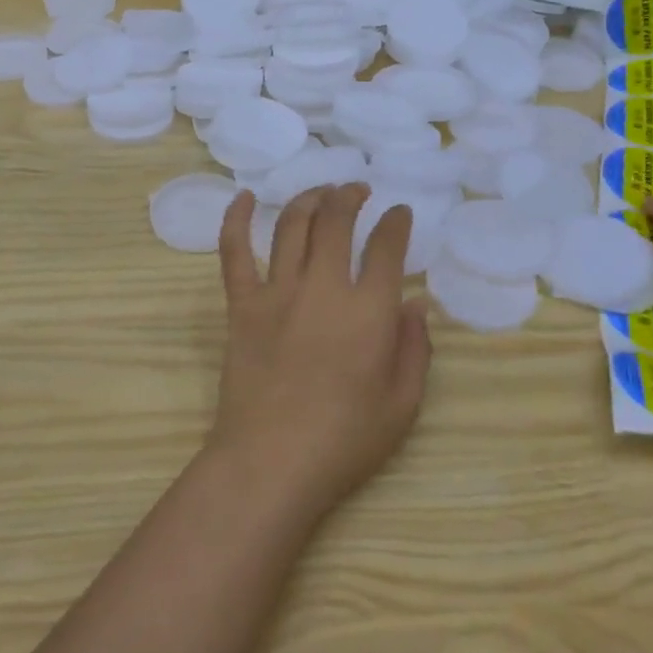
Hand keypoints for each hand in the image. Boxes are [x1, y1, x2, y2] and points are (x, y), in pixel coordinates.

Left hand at [212, 185, 431, 519]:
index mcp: (368, 310)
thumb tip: (418, 303)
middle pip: (336, 221)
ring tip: (321, 192)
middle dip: (350, 197)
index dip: (396, 223)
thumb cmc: (344, 440)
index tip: (400, 213)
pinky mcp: (242, 304)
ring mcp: (278, 291)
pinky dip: (236, 219)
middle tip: (357, 190)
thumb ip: (416, 348)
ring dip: (309, 199)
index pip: (387, 247)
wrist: (272, 462)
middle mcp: (323, 287)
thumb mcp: (402, 404)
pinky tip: (243, 197)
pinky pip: (234, 252)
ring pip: (292, 225)